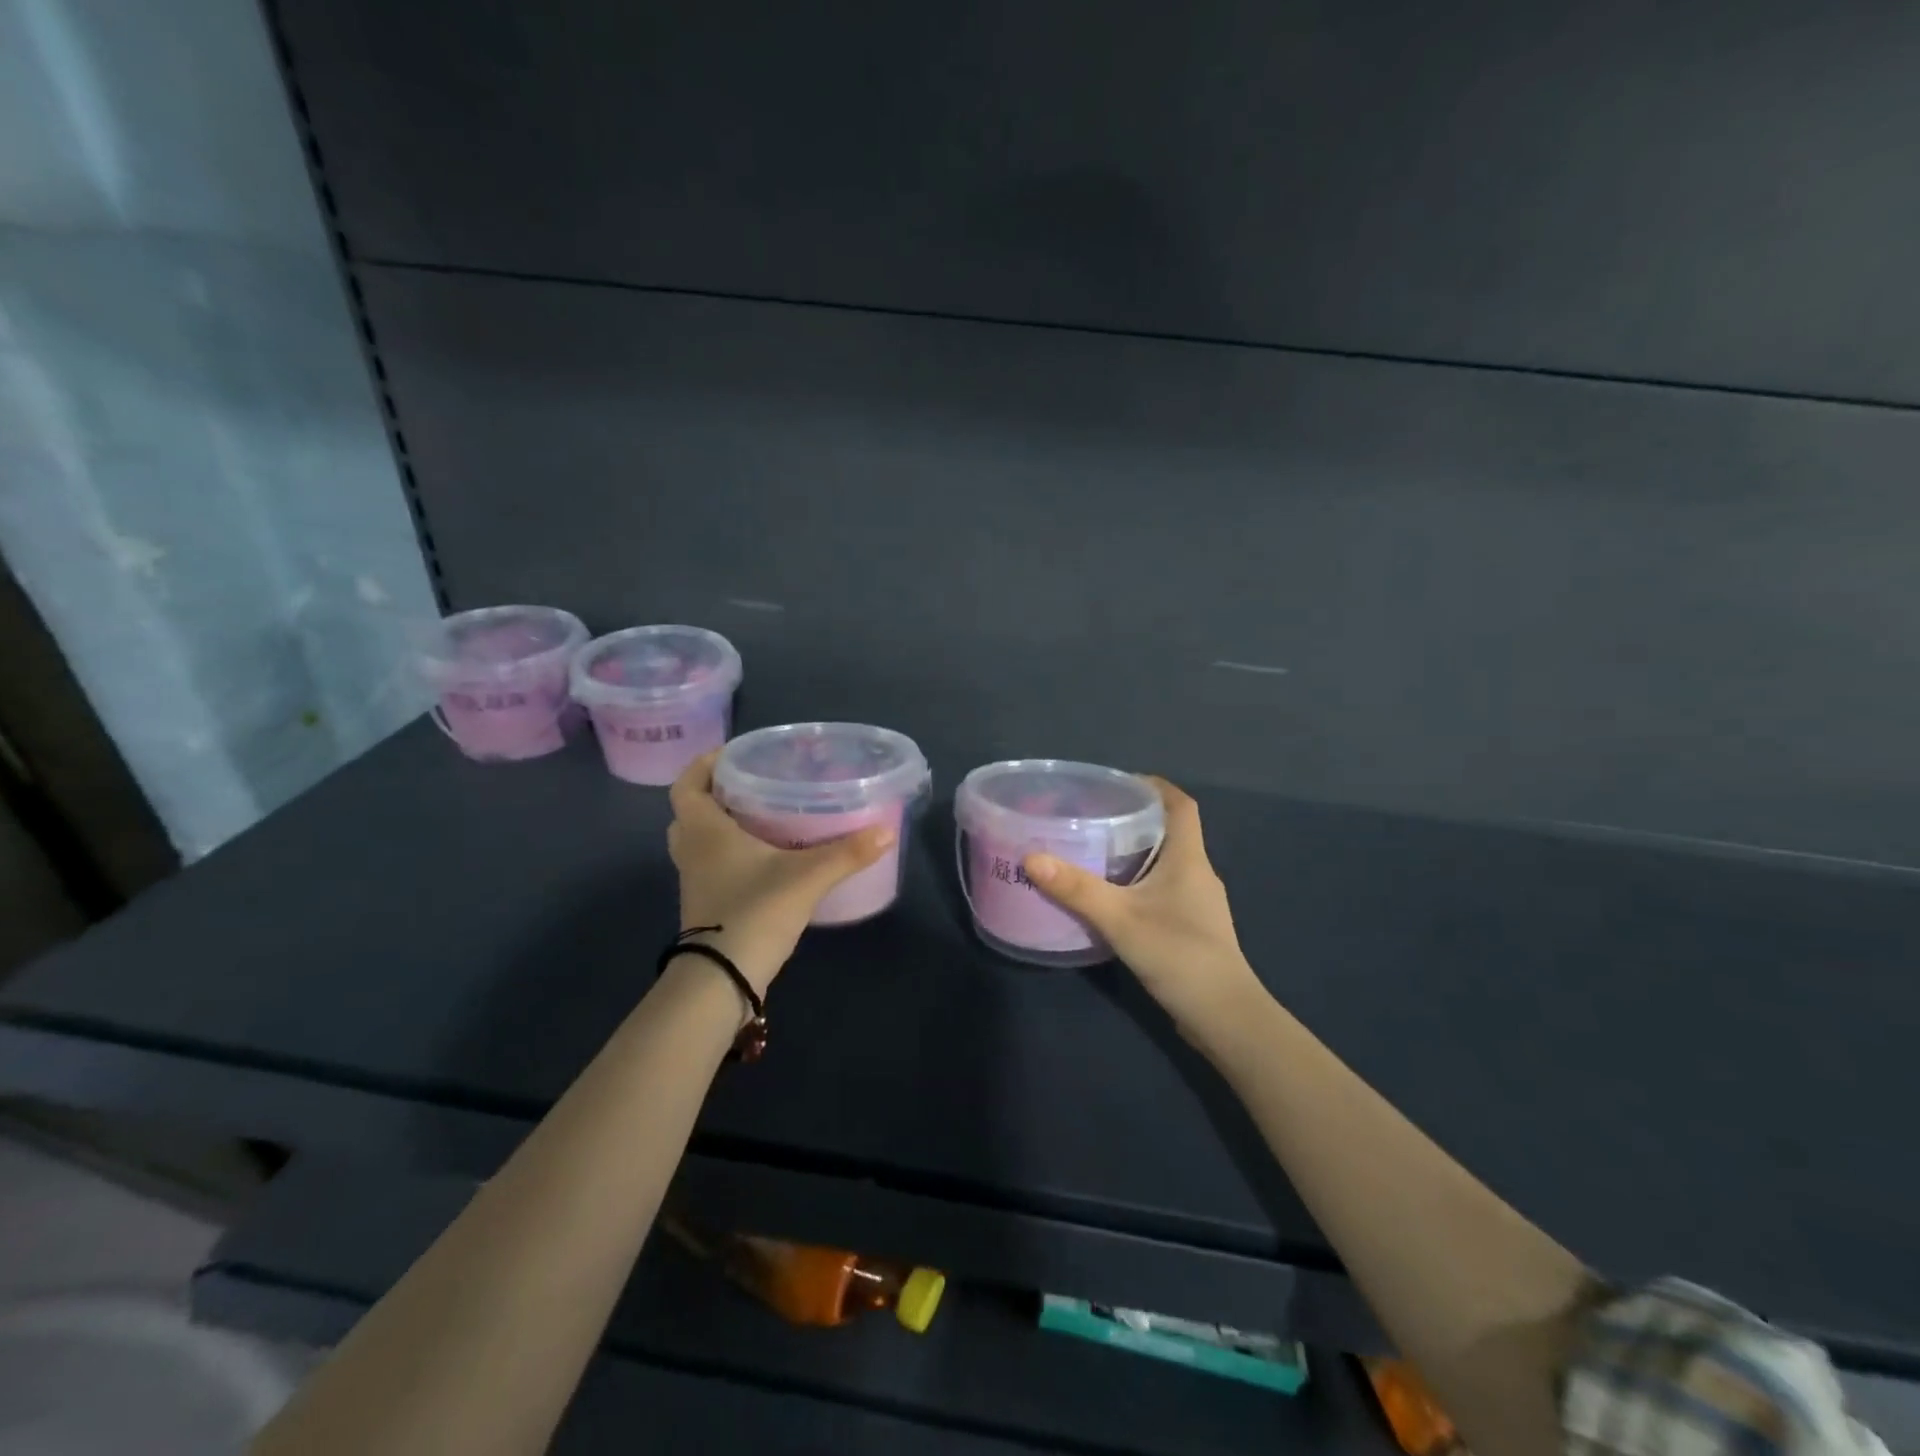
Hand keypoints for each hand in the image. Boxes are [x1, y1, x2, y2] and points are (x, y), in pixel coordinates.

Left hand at [667, 752, 895, 995]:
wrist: (722, 979)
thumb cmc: (754, 912)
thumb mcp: (807, 878)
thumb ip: (847, 853)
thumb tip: (887, 830)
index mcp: (705, 831)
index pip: (687, 785)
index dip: (704, 765)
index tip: (733, 754)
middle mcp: (693, 851)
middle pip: (690, 811)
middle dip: (715, 794)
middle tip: (750, 785)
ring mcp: (695, 880)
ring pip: (699, 840)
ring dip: (720, 825)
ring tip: (760, 816)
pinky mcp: (706, 904)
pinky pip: (710, 865)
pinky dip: (729, 854)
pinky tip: (765, 857)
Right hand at [1024, 777, 1264, 1038]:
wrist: (1225, 1017)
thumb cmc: (1179, 955)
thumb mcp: (1121, 919)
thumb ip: (1077, 889)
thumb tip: (1032, 857)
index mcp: (1188, 859)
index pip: (1180, 805)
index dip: (1154, 787)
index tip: (1119, 783)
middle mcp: (1197, 873)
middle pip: (1170, 831)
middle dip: (1134, 819)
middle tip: (1092, 817)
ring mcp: (1198, 903)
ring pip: (1165, 862)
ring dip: (1134, 852)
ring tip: (1093, 853)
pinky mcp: (1192, 927)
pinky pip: (1163, 889)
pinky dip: (1138, 882)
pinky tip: (1112, 898)